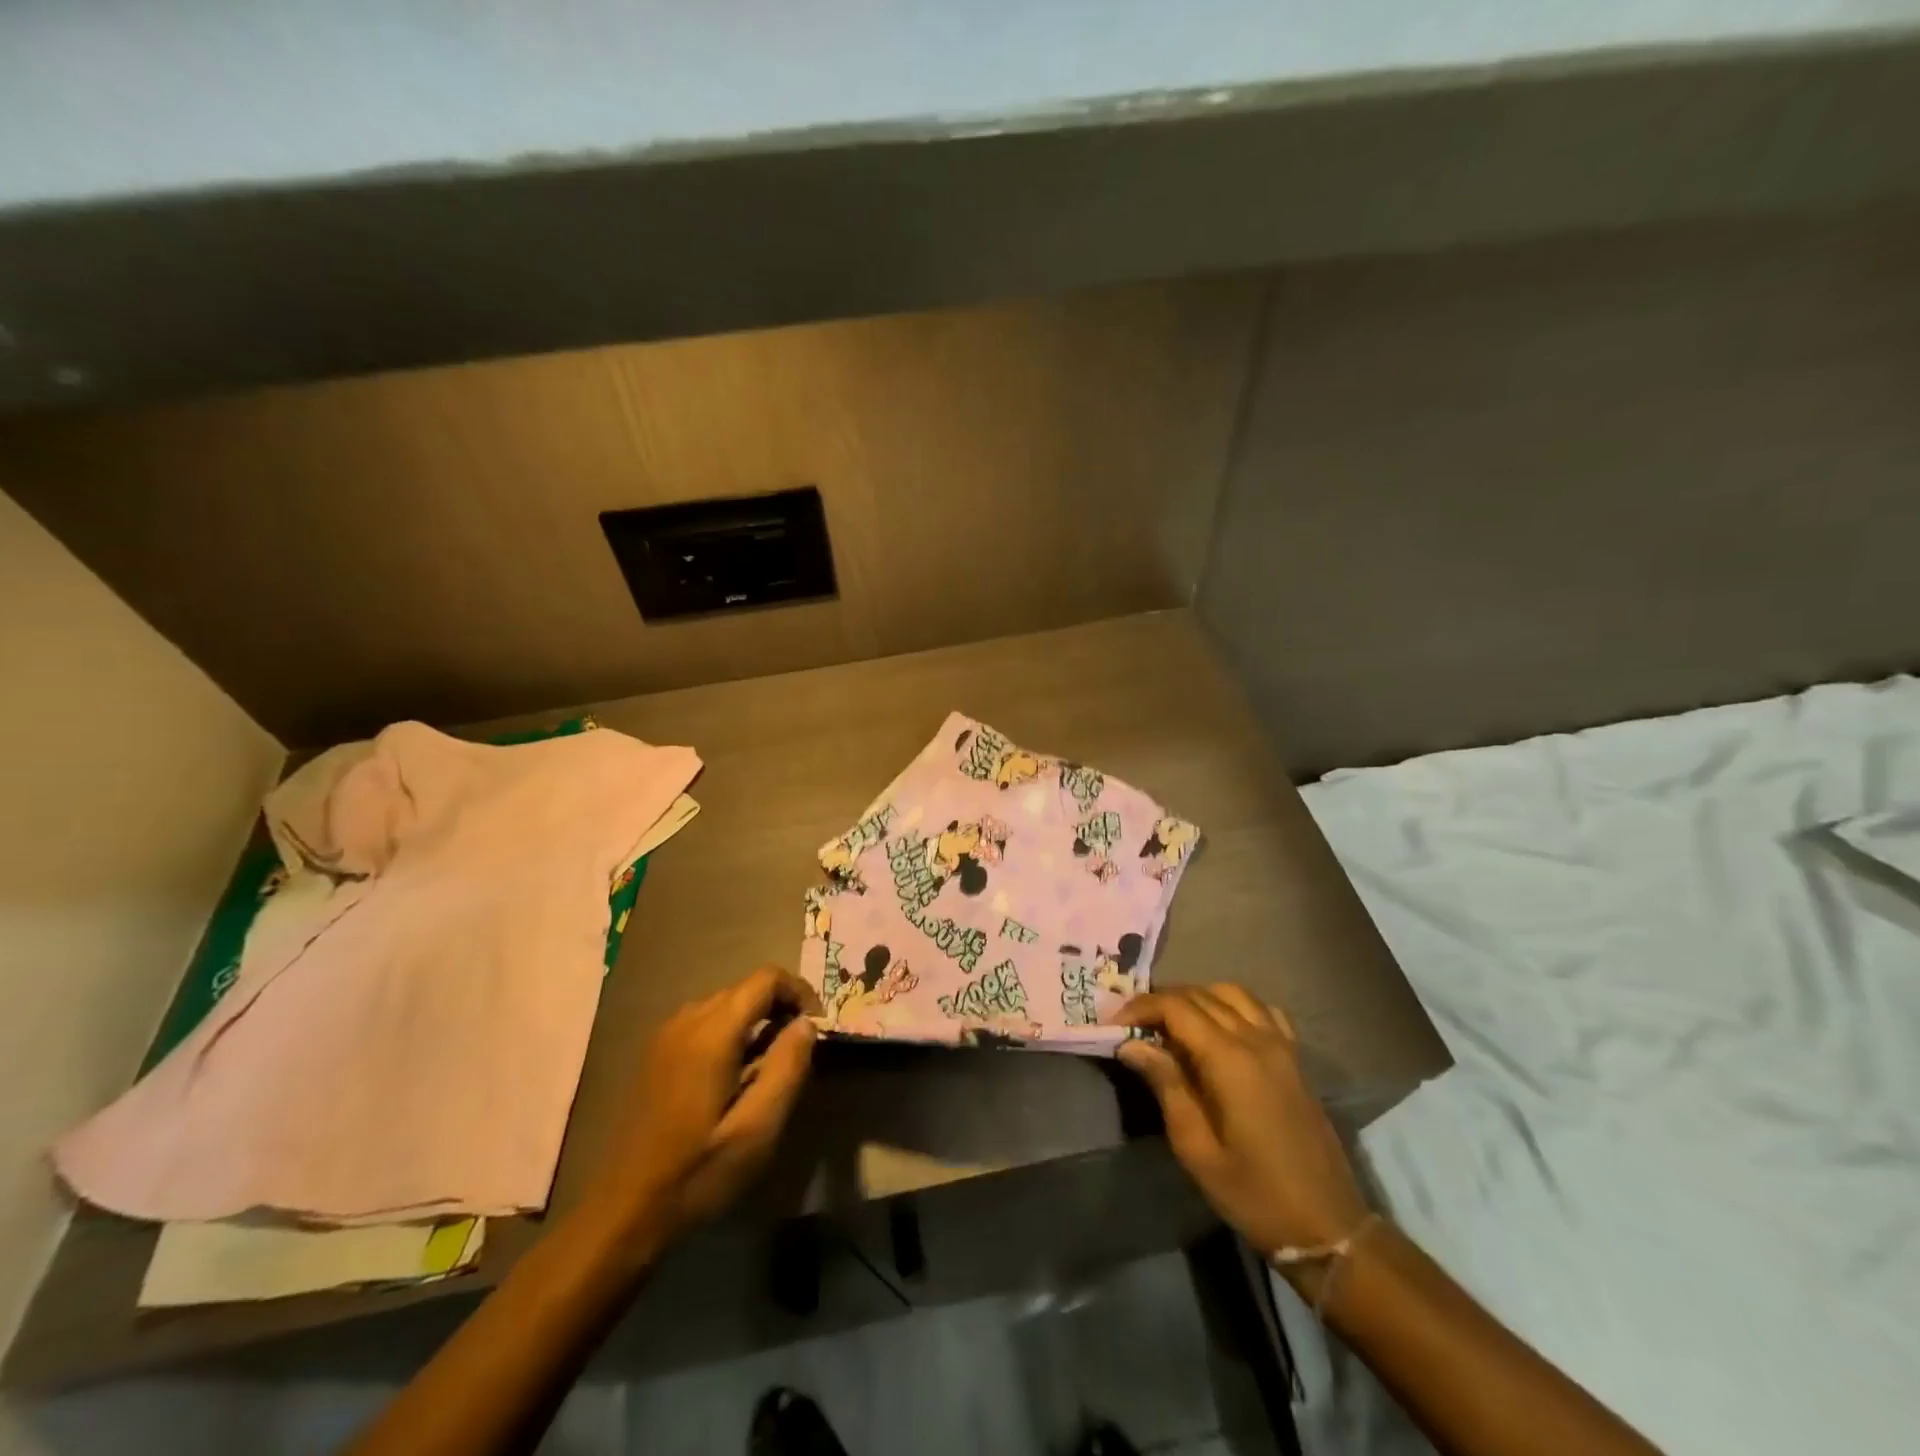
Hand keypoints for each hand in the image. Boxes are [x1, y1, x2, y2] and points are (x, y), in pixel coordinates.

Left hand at [587, 967, 819, 1240]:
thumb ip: (787, 1068)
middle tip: (797, 1054)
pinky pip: (705, 1022)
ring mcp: (666, 1035)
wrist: (623, 1212)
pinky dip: (731, 1033)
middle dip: (780, 1008)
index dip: (799, 992)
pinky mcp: (656, 1053)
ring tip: (769, 1068)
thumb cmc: (697, 1174)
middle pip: (746, 989)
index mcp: (712, 1033)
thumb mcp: (756, 1130)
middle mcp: (687, 1020)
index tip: (816, 1028)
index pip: (766, 979)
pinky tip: (734, 1077)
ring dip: (756, 1022)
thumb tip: (808, 1023)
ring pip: (726, 1005)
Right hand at [1118, 984, 1371, 1267]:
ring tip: (1172, 1023)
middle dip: (1162, 1001)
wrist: (1328, 1227)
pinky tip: (1221, 1028)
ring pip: (1232, 993)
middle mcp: (1256, 1039)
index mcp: (1229, 1058)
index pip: (1176, 1008)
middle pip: (1201, 995)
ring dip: (1197, 997)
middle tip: (1134, 1025)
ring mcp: (1281, 1045)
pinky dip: (1234, 1006)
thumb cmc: (1254, 1193)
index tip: (1114, 1026)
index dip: (1140, 1008)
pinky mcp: (1296, 1059)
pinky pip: (1262, 1010)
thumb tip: (1131, 1044)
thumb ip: (1166, 1085)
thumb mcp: (1195, 1147)